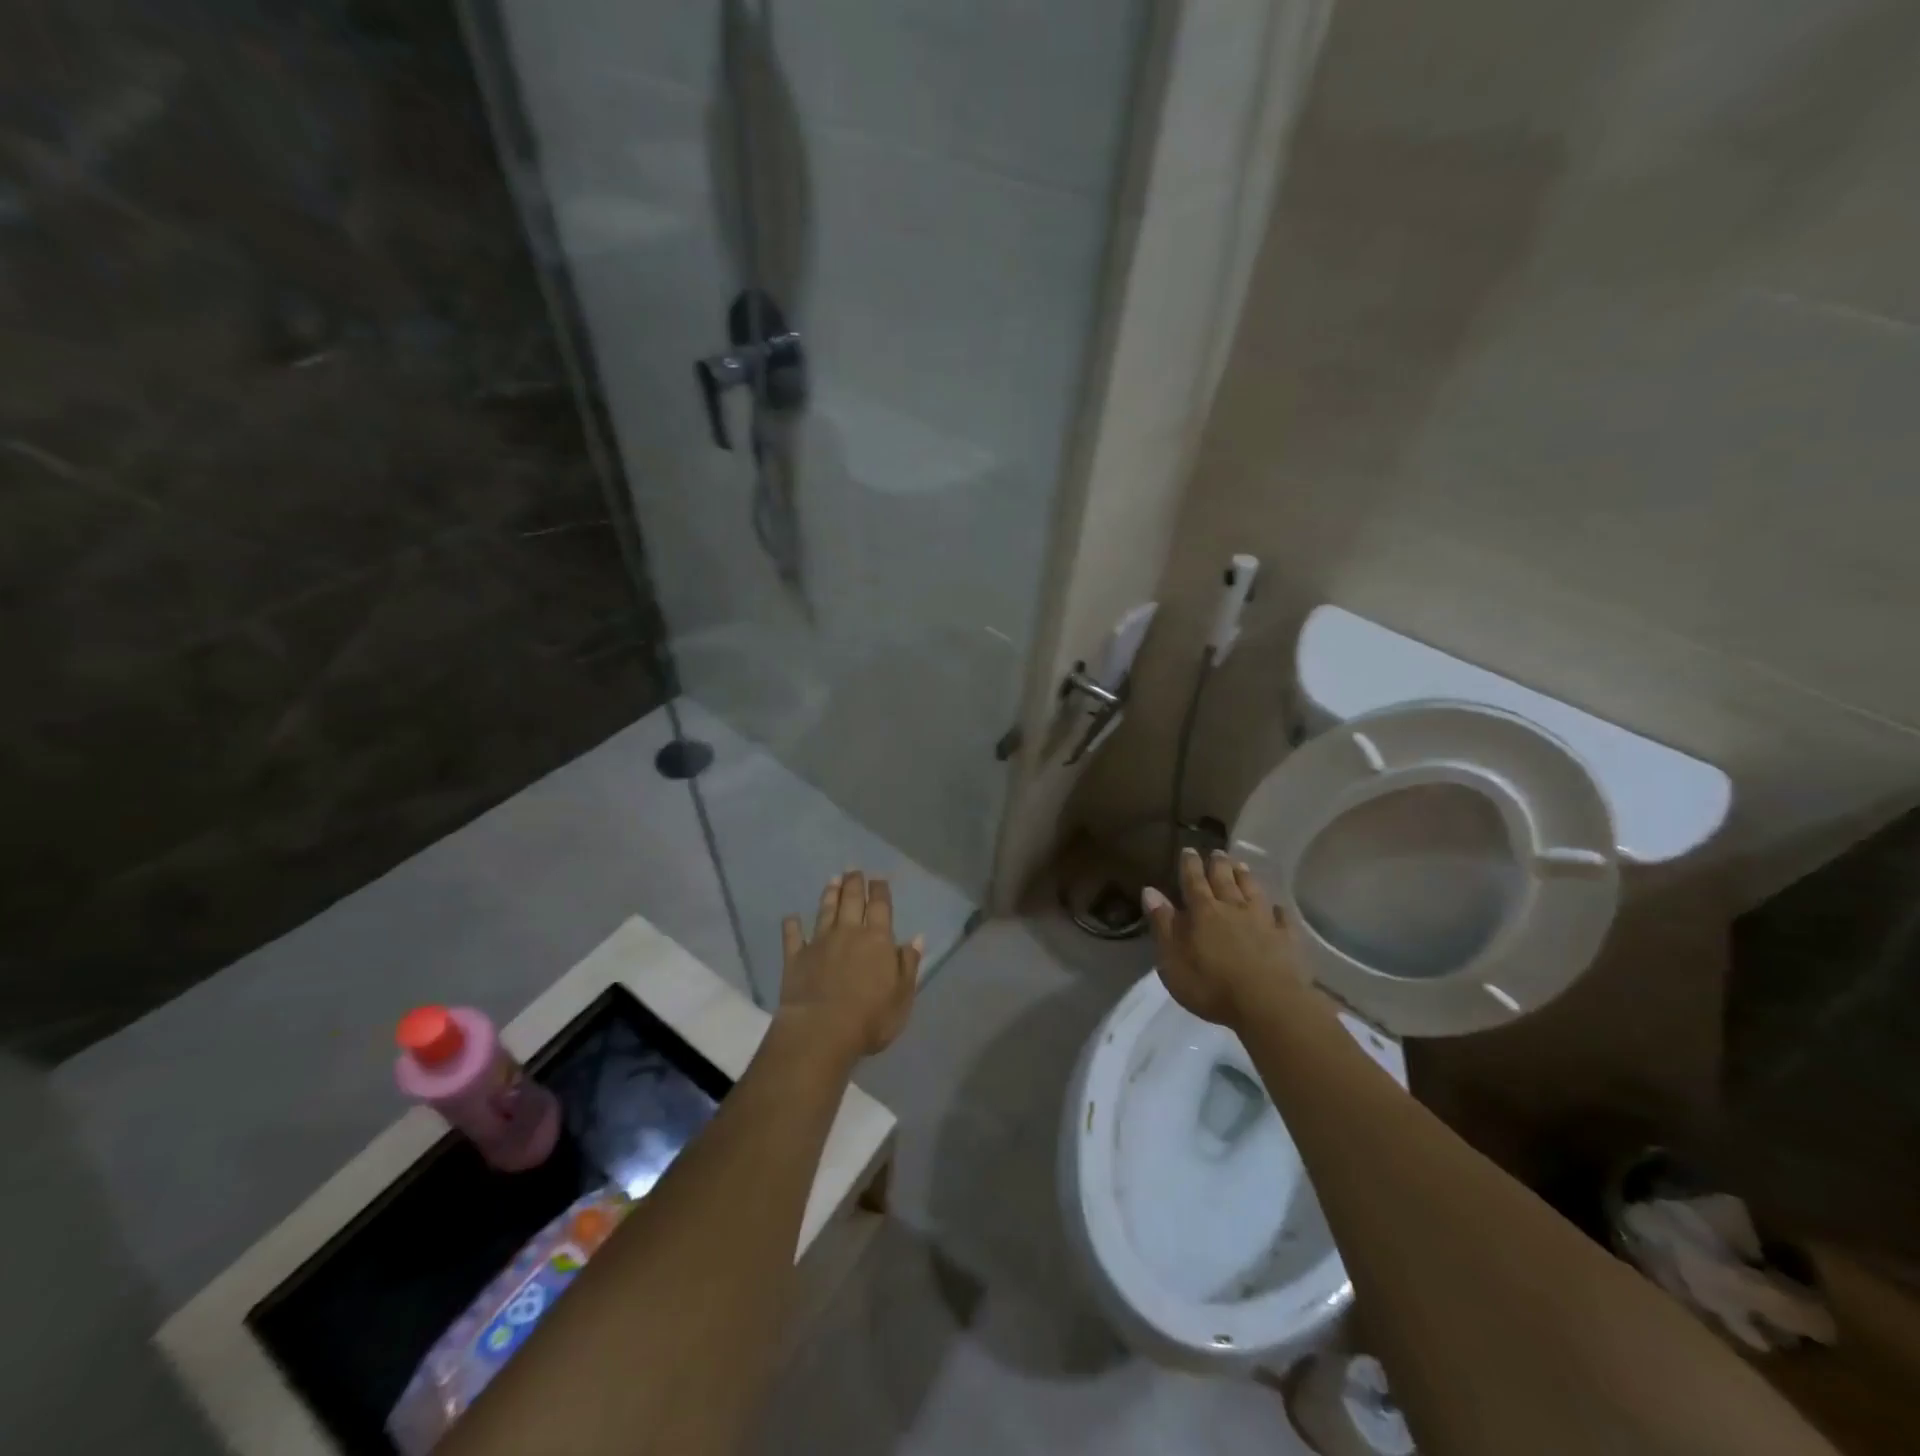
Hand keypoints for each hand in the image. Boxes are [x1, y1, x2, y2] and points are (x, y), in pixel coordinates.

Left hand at [777, 871, 921, 1065]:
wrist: (821, 1031)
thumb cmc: (870, 1017)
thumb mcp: (902, 995)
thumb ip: (908, 964)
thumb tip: (917, 938)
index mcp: (877, 939)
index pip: (880, 906)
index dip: (880, 890)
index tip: (878, 878)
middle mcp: (848, 933)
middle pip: (851, 901)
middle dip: (854, 883)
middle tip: (853, 869)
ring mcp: (819, 943)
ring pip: (825, 911)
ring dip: (829, 894)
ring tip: (832, 880)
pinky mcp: (795, 958)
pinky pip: (792, 936)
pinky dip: (791, 925)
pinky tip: (791, 917)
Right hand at [1142, 848, 1306, 1027]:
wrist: (1268, 1005)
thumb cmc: (1211, 985)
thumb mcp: (1172, 959)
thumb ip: (1162, 924)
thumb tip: (1150, 890)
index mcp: (1203, 912)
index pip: (1193, 881)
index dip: (1190, 865)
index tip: (1189, 849)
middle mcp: (1233, 908)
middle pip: (1224, 880)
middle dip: (1218, 864)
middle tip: (1217, 851)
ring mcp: (1263, 921)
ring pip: (1253, 891)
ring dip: (1245, 877)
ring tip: (1241, 865)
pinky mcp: (1287, 939)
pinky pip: (1282, 918)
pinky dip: (1277, 910)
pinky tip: (1277, 907)